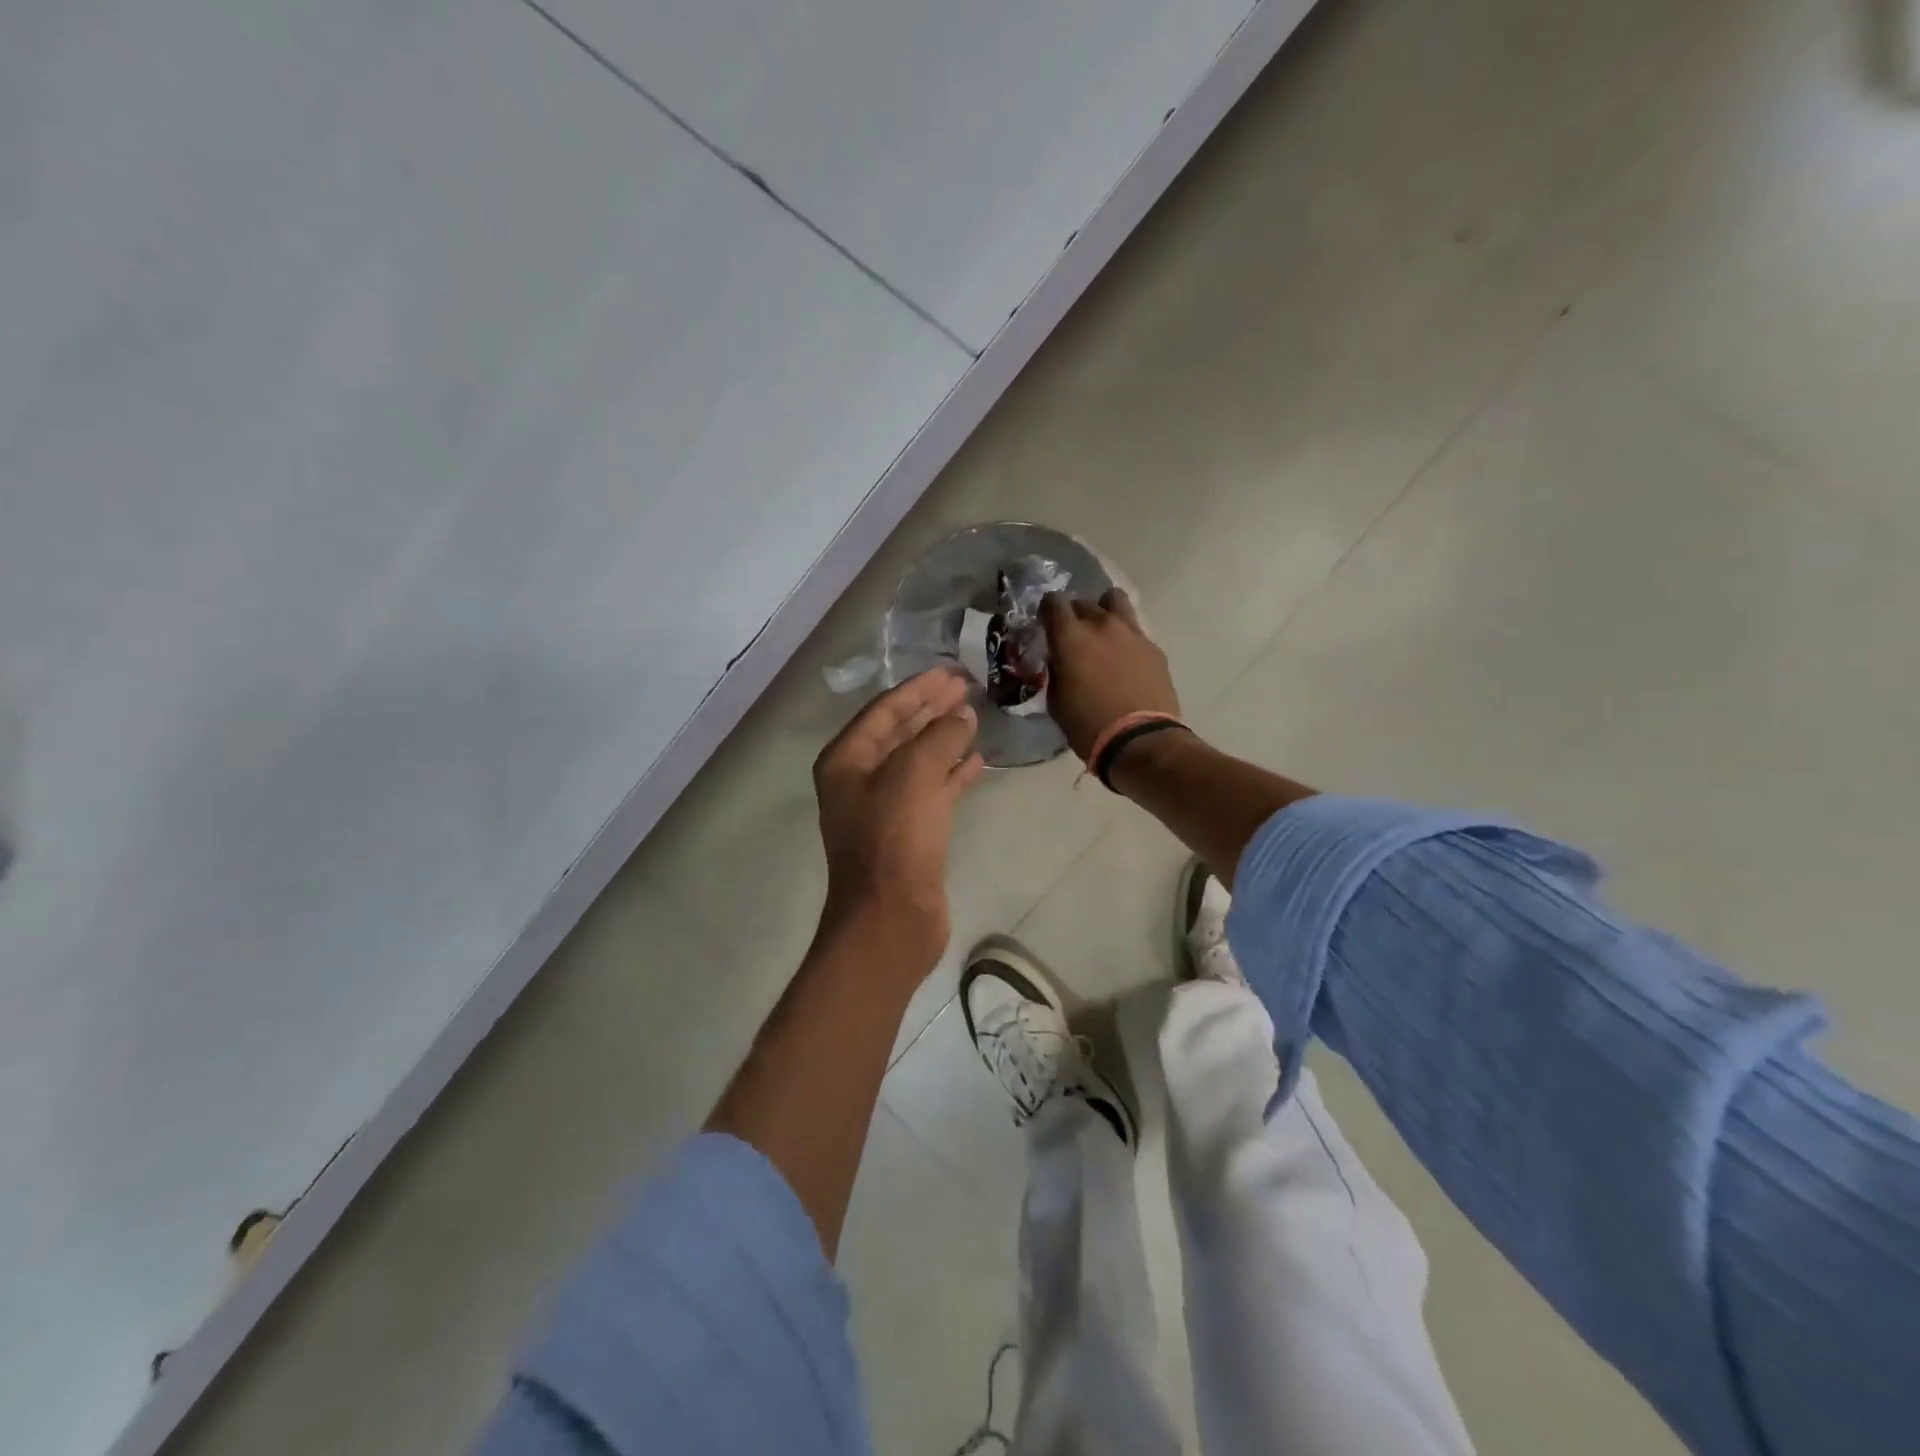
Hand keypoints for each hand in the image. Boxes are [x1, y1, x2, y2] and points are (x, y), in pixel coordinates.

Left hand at [813, 668, 985, 970]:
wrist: (891, 917)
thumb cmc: (895, 839)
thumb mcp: (914, 775)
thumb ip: (939, 736)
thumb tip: (961, 716)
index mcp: (847, 760)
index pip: (884, 710)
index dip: (918, 688)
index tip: (951, 672)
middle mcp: (859, 780)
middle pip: (899, 732)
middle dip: (931, 708)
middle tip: (965, 686)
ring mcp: (884, 808)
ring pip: (917, 761)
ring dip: (943, 738)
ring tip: (974, 717)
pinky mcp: (909, 833)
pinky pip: (932, 790)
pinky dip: (952, 773)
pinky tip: (976, 760)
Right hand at [1040, 588, 1180, 762]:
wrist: (1139, 741)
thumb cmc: (1088, 726)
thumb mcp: (1056, 701)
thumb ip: (1056, 671)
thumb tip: (1060, 661)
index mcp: (1071, 637)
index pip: (1053, 602)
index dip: (1048, 610)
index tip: (1046, 624)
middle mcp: (1101, 625)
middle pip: (1084, 603)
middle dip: (1075, 615)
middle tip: (1074, 637)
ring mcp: (1132, 633)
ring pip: (1115, 601)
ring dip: (1105, 612)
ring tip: (1103, 634)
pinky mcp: (1154, 648)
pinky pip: (1135, 630)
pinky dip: (1126, 638)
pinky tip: (1126, 660)